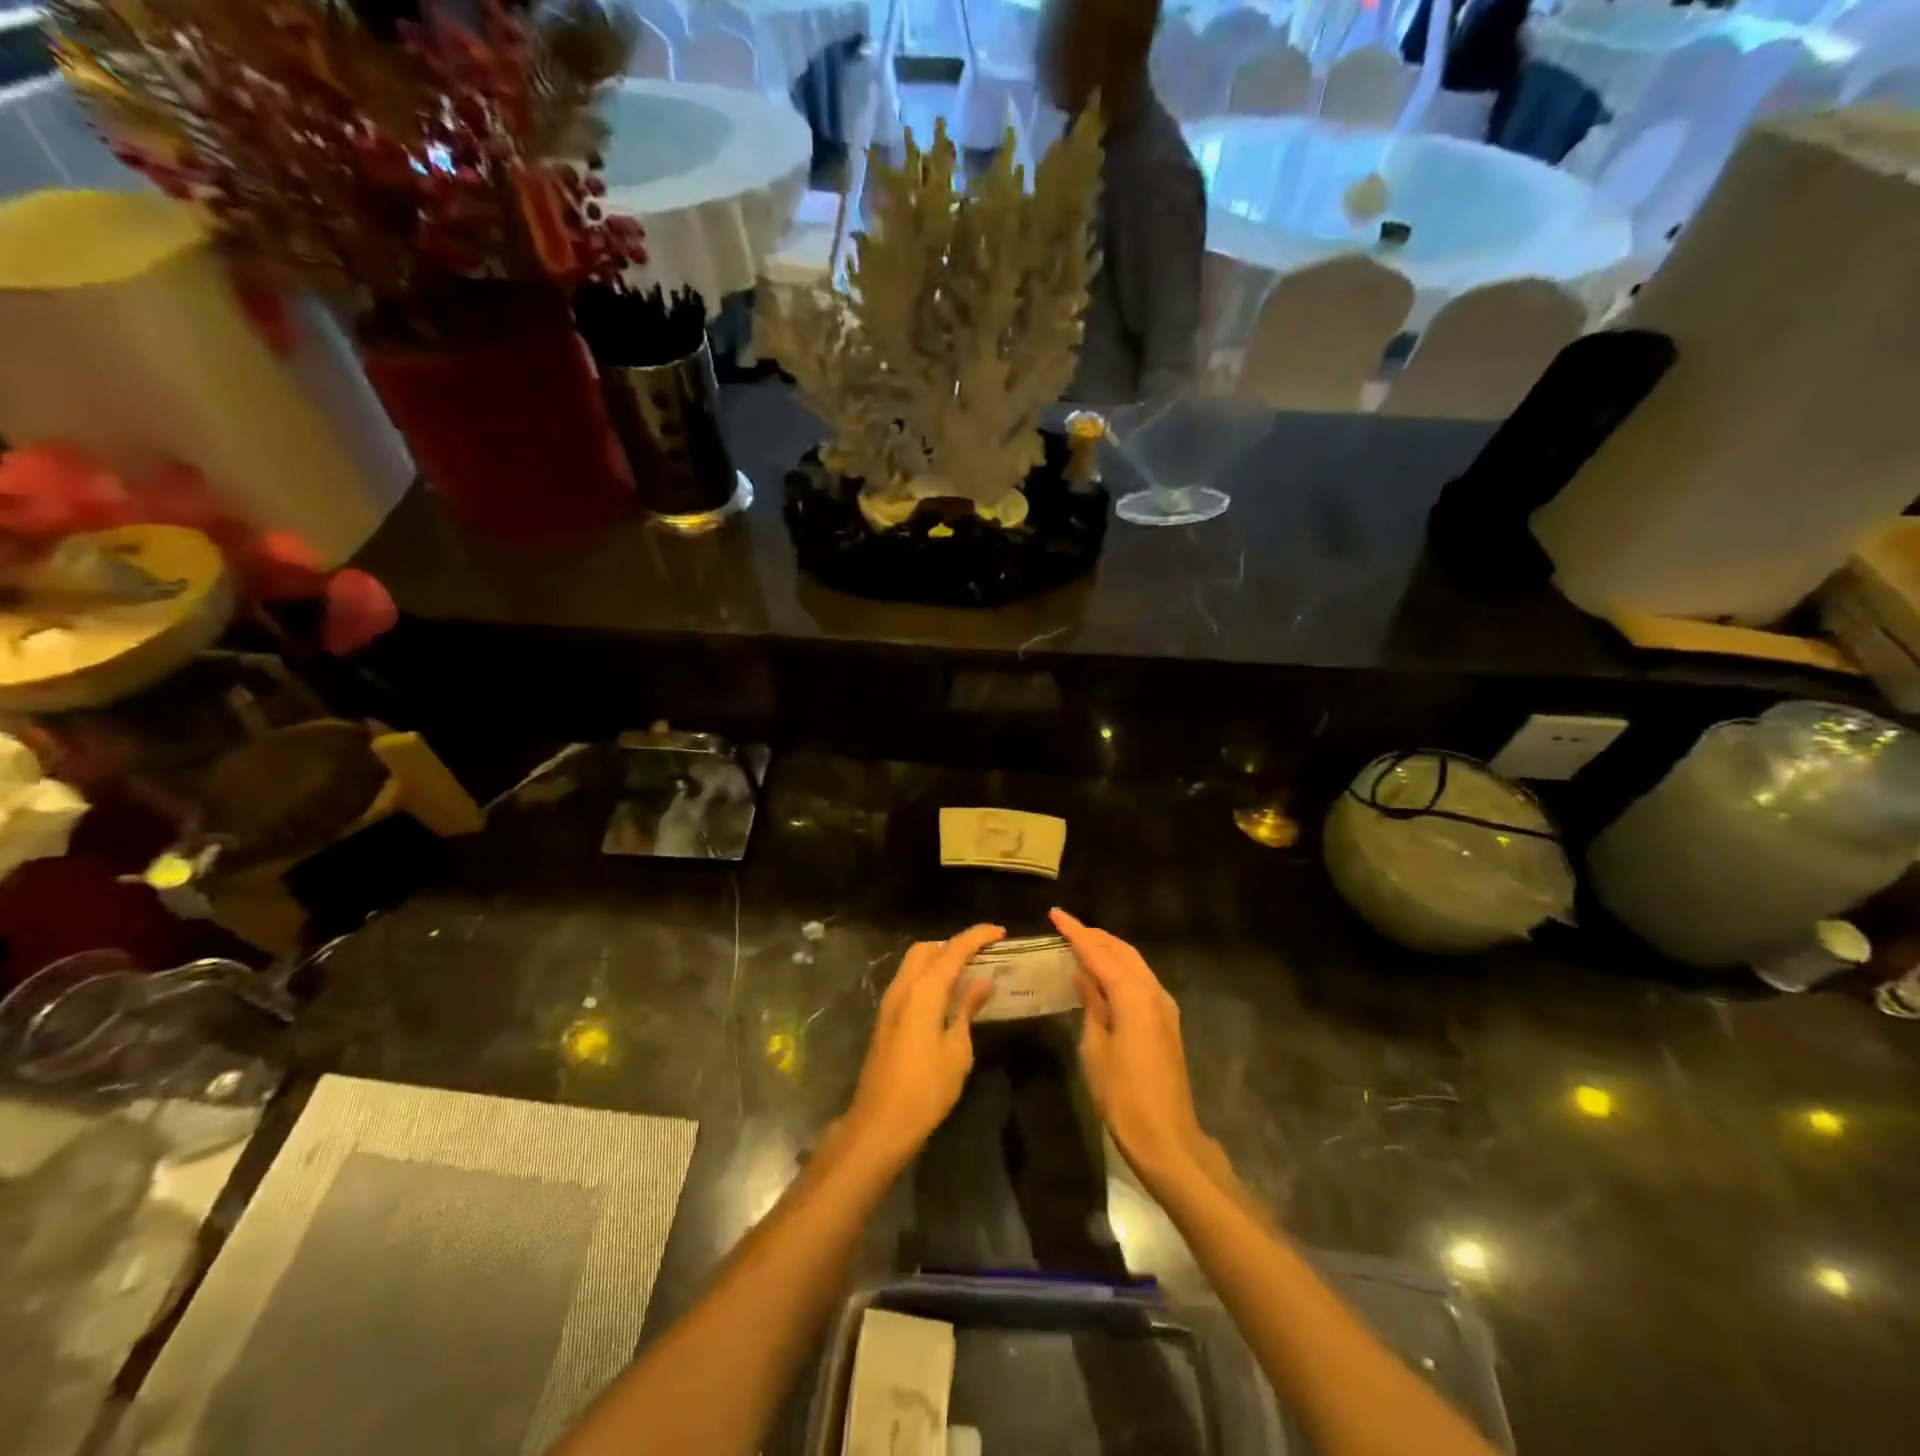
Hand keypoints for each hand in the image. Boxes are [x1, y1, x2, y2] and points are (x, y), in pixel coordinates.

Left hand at [843, 924, 1004, 1168]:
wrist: (879, 1124)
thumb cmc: (926, 1089)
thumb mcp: (957, 1050)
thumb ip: (966, 1009)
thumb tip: (981, 982)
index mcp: (923, 990)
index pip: (953, 949)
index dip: (977, 936)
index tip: (1000, 932)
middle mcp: (903, 987)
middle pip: (927, 949)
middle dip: (953, 944)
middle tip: (982, 955)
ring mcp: (889, 1003)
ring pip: (914, 965)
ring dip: (939, 961)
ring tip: (968, 974)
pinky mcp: (885, 1020)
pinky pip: (909, 983)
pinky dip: (928, 978)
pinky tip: (946, 998)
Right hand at [1051, 908, 1213, 1195]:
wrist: (1167, 1138)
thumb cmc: (1124, 1097)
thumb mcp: (1096, 1050)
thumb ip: (1091, 1006)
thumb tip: (1083, 977)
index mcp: (1133, 996)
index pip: (1099, 953)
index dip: (1075, 932)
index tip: (1055, 914)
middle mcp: (1153, 992)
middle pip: (1121, 951)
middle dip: (1094, 936)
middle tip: (1065, 927)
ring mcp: (1164, 1006)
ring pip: (1133, 963)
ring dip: (1108, 950)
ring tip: (1080, 944)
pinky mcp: (1166, 1021)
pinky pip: (1139, 980)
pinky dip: (1119, 968)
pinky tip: (1102, 974)